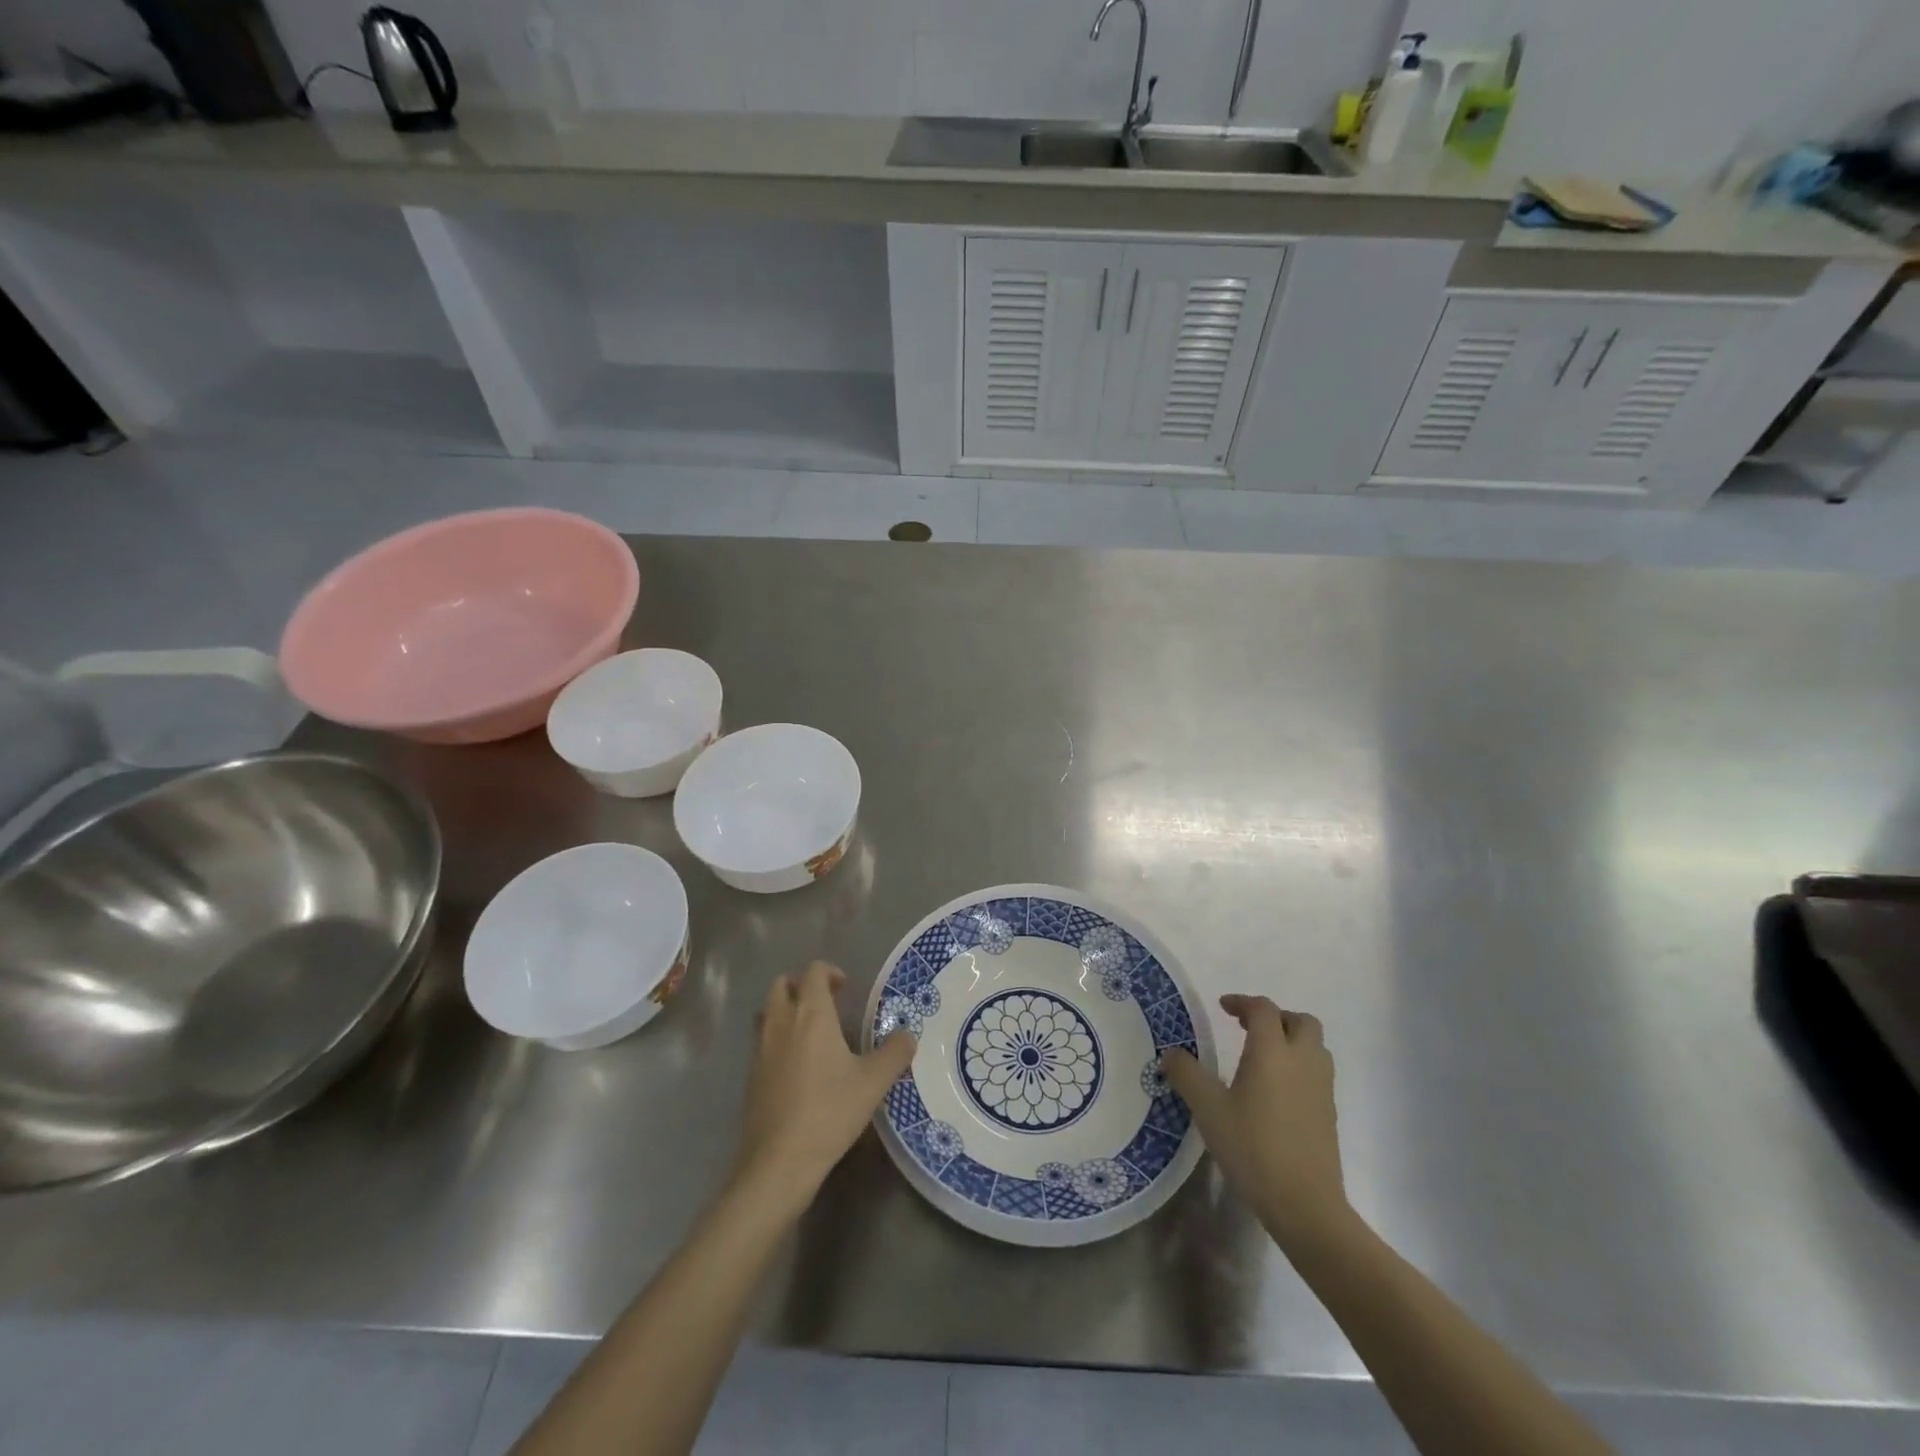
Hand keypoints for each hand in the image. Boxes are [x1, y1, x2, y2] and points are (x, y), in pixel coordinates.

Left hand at [730, 961, 915, 1216]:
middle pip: (782, 984)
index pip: (813, 971)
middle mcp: (780, 1022)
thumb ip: (895, 1053)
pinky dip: (777, 1039)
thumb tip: (908, 1035)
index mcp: (811, 1013)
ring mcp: (760, 1049)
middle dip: (802, 986)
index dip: (830, 972)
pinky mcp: (750, 1075)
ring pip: (767, 1011)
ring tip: (811, 1032)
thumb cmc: (829, 1111)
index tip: (846, 988)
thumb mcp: (874, 1082)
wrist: (778, 1162)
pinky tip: (798, 1067)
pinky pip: (762, 1041)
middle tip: (827, 1004)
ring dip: (786, 1010)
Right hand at [1163, 994, 1349, 1248]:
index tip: (1222, 1008)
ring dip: (1291, 1040)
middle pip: (1300, 1020)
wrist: (1305, 1204)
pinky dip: (1299, 1066)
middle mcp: (1302, 1060)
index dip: (1242, 1002)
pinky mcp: (1329, 1112)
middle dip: (1275, 1017)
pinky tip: (1275, 1090)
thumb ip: (1187, 1074)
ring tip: (1262, 1056)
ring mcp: (1321, 1087)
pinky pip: (1317, 1071)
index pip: (1264, 1009)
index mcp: (1272, 1051)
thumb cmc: (1253, 1148)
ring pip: (1314, 1046)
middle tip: (1248, 1028)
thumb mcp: (1208, 1109)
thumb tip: (1171, 1052)